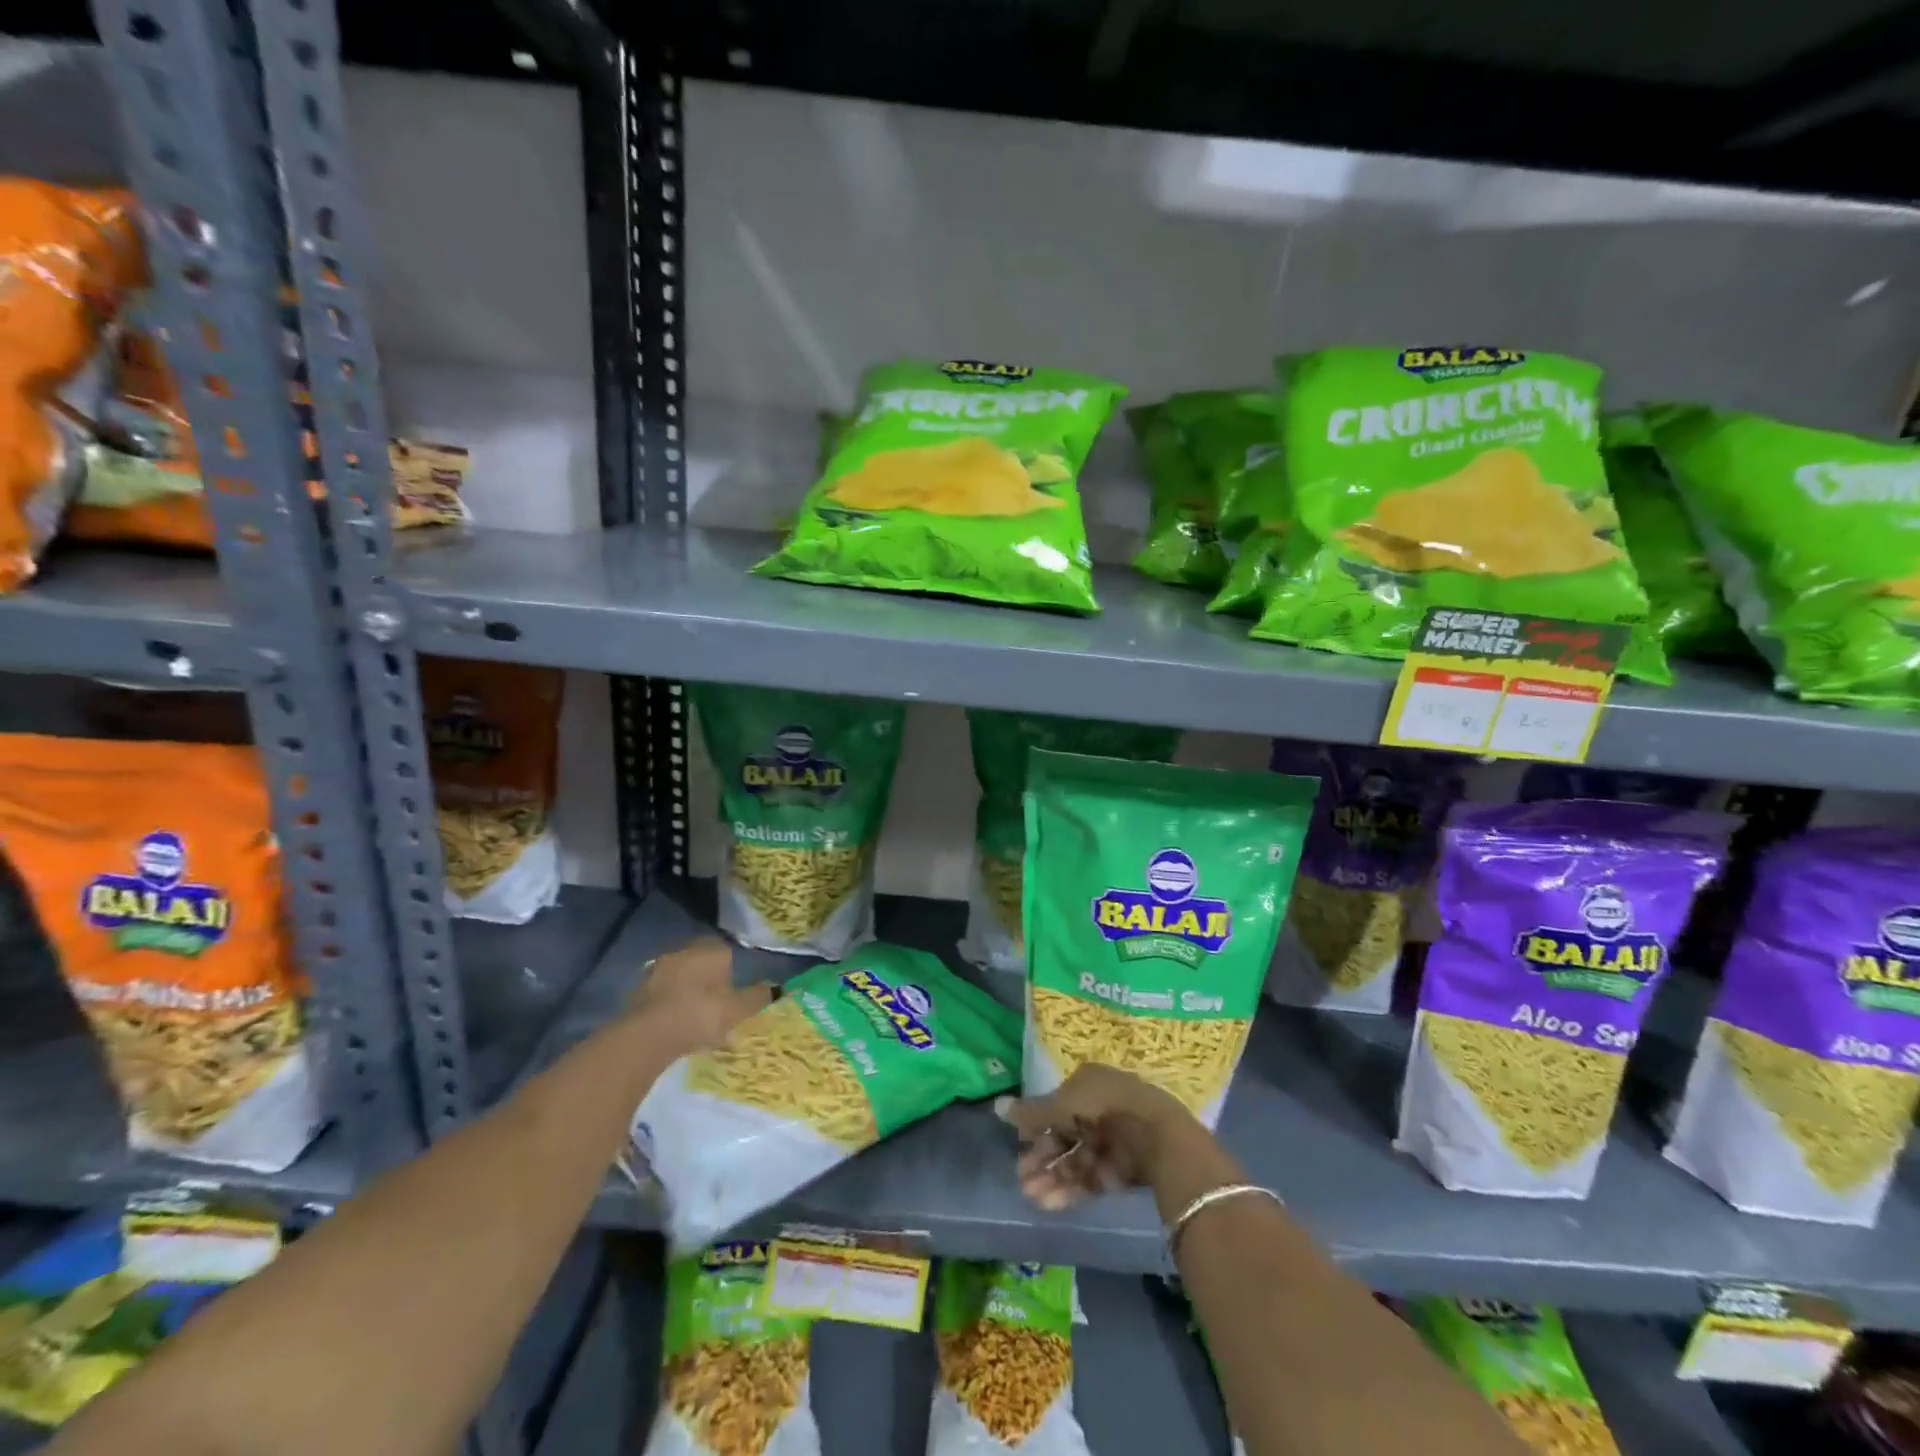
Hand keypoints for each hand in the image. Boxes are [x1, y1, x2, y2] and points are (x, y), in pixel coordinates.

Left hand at [626, 937, 770, 1058]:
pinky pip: (663, 993)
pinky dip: (670, 1004)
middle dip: (709, 978)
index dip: (731, 968)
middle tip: (718, 1002)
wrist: (648, 1034)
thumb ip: (757, 997)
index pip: (725, 949)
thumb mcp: (738, 1009)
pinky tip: (676, 1024)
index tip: (734, 989)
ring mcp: (658, 969)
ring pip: (681, 976)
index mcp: (711, 950)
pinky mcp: (639, 990)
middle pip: (701, 961)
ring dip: (688, 990)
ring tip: (696, 1017)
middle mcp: (684, 951)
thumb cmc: (701, 1014)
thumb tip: (776, 988)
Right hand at [995, 1064, 1198, 1210]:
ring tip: (1031, 1197)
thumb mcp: (1062, 1105)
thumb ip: (1031, 1112)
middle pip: (1066, 1135)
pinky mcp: (1125, 1168)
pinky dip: (1072, 1189)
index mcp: (1089, 1084)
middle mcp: (1101, 1108)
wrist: (1156, 1135)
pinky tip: (1051, 1203)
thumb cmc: (1103, 1107)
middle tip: (1021, 1179)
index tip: (1020, 1146)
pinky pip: (1093, 1177)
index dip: (1038, 1127)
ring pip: (1077, 1160)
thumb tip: (997, 1107)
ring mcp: (1115, 1139)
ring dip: (1053, 1177)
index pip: (1058, 1106)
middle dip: (1043, 1158)